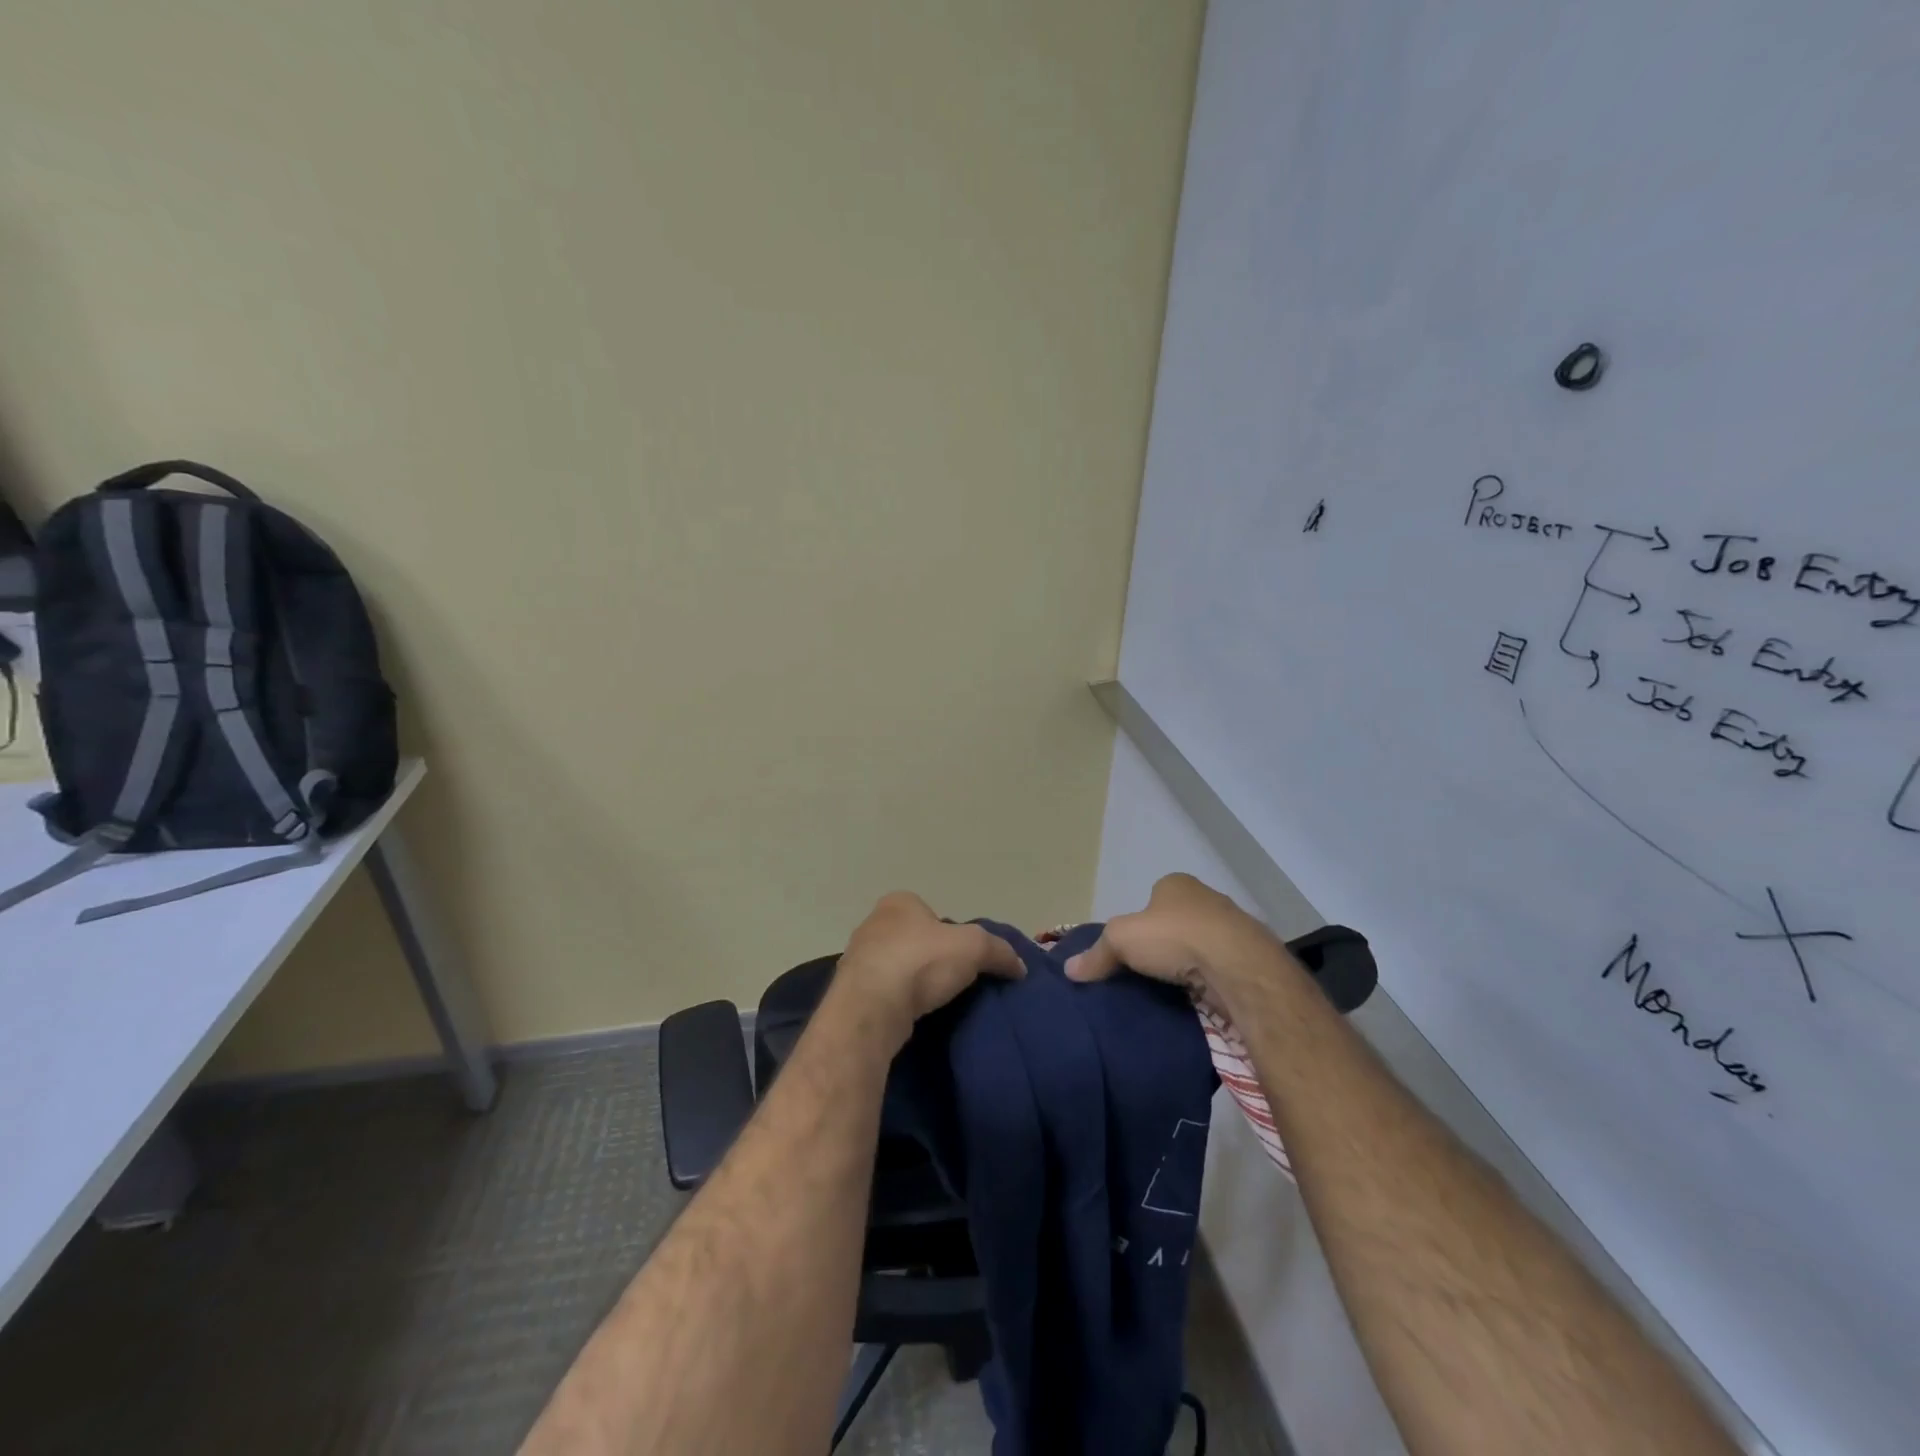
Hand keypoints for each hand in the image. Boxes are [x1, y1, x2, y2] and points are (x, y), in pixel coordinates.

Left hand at [832, 892, 1024, 1047]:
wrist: (871, 1008)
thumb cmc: (921, 962)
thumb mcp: (974, 948)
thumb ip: (999, 951)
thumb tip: (1019, 967)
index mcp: (898, 902)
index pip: (931, 913)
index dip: (950, 933)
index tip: (963, 957)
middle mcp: (873, 923)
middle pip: (913, 938)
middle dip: (930, 956)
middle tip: (952, 979)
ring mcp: (857, 957)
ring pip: (895, 965)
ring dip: (911, 980)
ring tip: (933, 1001)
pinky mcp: (850, 991)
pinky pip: (882, 991)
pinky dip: (897, 1001)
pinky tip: (911, 1015)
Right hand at [1065, 873, 1269, 989]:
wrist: (1238, 966)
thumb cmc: (1175, 937)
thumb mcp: (1121, 939)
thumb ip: (1096, 953)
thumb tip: (1069, 969)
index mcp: (1177, 884)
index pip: (1153, 898)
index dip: (1140, 922)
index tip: (1131, 949)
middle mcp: (1208, 898)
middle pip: (1178, 921)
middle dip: (1166, 943)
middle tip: (1148, 971)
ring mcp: (1234, 928)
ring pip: (1202, 944)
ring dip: (1190, 963)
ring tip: (1172, 989)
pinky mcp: (1250, 958)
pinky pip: (1221, 967)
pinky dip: (1210, 980)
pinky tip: (1199, 997)